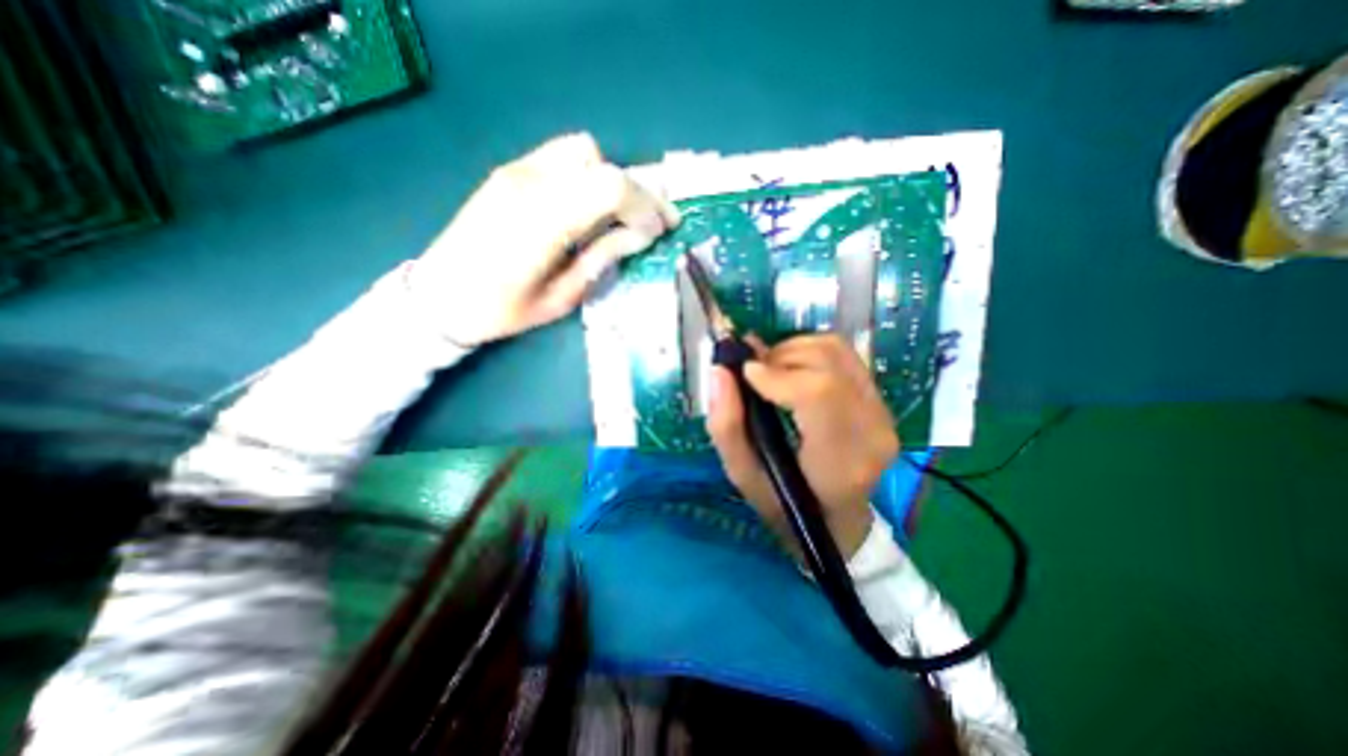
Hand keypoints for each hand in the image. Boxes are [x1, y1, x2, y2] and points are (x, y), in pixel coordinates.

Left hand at [409, 133, 685, 343]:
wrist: (439, 295)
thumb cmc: (501, 310)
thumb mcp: (560, 298)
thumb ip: (601, 259)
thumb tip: (639, 236)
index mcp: (541, 221)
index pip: (609, 187)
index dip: (645, 206)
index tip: (660, 232)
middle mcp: (529, 183)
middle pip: (602, 163)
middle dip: (638, 192)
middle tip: (656, 222)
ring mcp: (517, 172)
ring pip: (583, 152)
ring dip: (612, 180)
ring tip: (623, 215)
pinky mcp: (511, 172)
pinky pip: (563, 157)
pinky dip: (590, 176)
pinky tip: (593, 206)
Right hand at [700, 335, 899, 558]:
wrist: (837, 518)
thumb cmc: (785, 504)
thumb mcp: (742, 475)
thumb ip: (725, 425)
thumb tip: (720, 369)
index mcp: (839, 461)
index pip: (818, 392)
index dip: (777, 373)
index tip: (744, 374)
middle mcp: (872, 429)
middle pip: (826, 362)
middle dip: (779, 357)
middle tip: (752, 375)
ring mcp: (882, 411)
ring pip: (835, 349)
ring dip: (792, 351)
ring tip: (770, 374)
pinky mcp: (880, 399)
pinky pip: (843, 354)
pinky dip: (808, 352)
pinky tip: (791, 373)